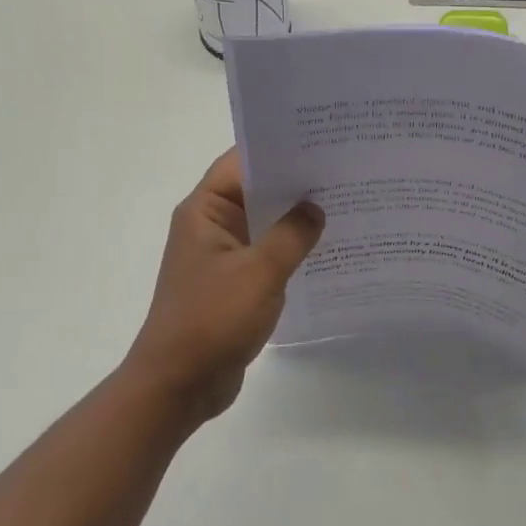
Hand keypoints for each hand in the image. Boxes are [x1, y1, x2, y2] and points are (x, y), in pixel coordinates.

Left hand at [124, 150, 324, 423]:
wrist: (180, 383)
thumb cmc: (212, 320)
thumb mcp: (259, 272)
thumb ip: (291, 235)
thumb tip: (315, 208)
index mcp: (205, 211)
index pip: (241, 163)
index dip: (278, 150)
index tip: (321, 142)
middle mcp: (211, 226)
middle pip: (255, 191)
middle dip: (296, 184)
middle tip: (345, 171)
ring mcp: (222, 257)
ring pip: (264, 225)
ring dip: (296, 220)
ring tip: (345, 205)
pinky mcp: (234, 284)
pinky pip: (266, 256)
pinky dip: (291, 251)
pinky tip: (327, 250)